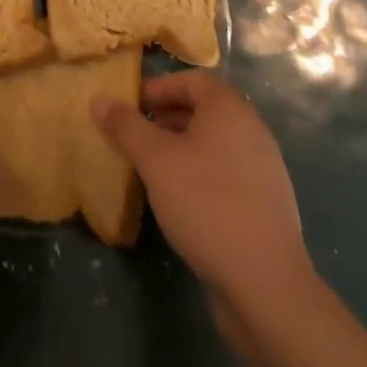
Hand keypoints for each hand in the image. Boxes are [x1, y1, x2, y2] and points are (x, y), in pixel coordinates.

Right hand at [93, 72, 315, 326]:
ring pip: (215, 144)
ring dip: (182, 148)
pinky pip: (228, 173)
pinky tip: (182, 201)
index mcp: (230, 109)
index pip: (192, 80)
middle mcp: (252, 130)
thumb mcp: (156, 160)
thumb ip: (126, 126)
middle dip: (166, 119)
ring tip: (154, 170)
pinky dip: (202, 175)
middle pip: (204, 111)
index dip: (159, 88)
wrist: (266, 285)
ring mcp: (265, 169)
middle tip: (136, 137)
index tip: (132, 106)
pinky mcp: (267, 205)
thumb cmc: (206, 204)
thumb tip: (99, 99)